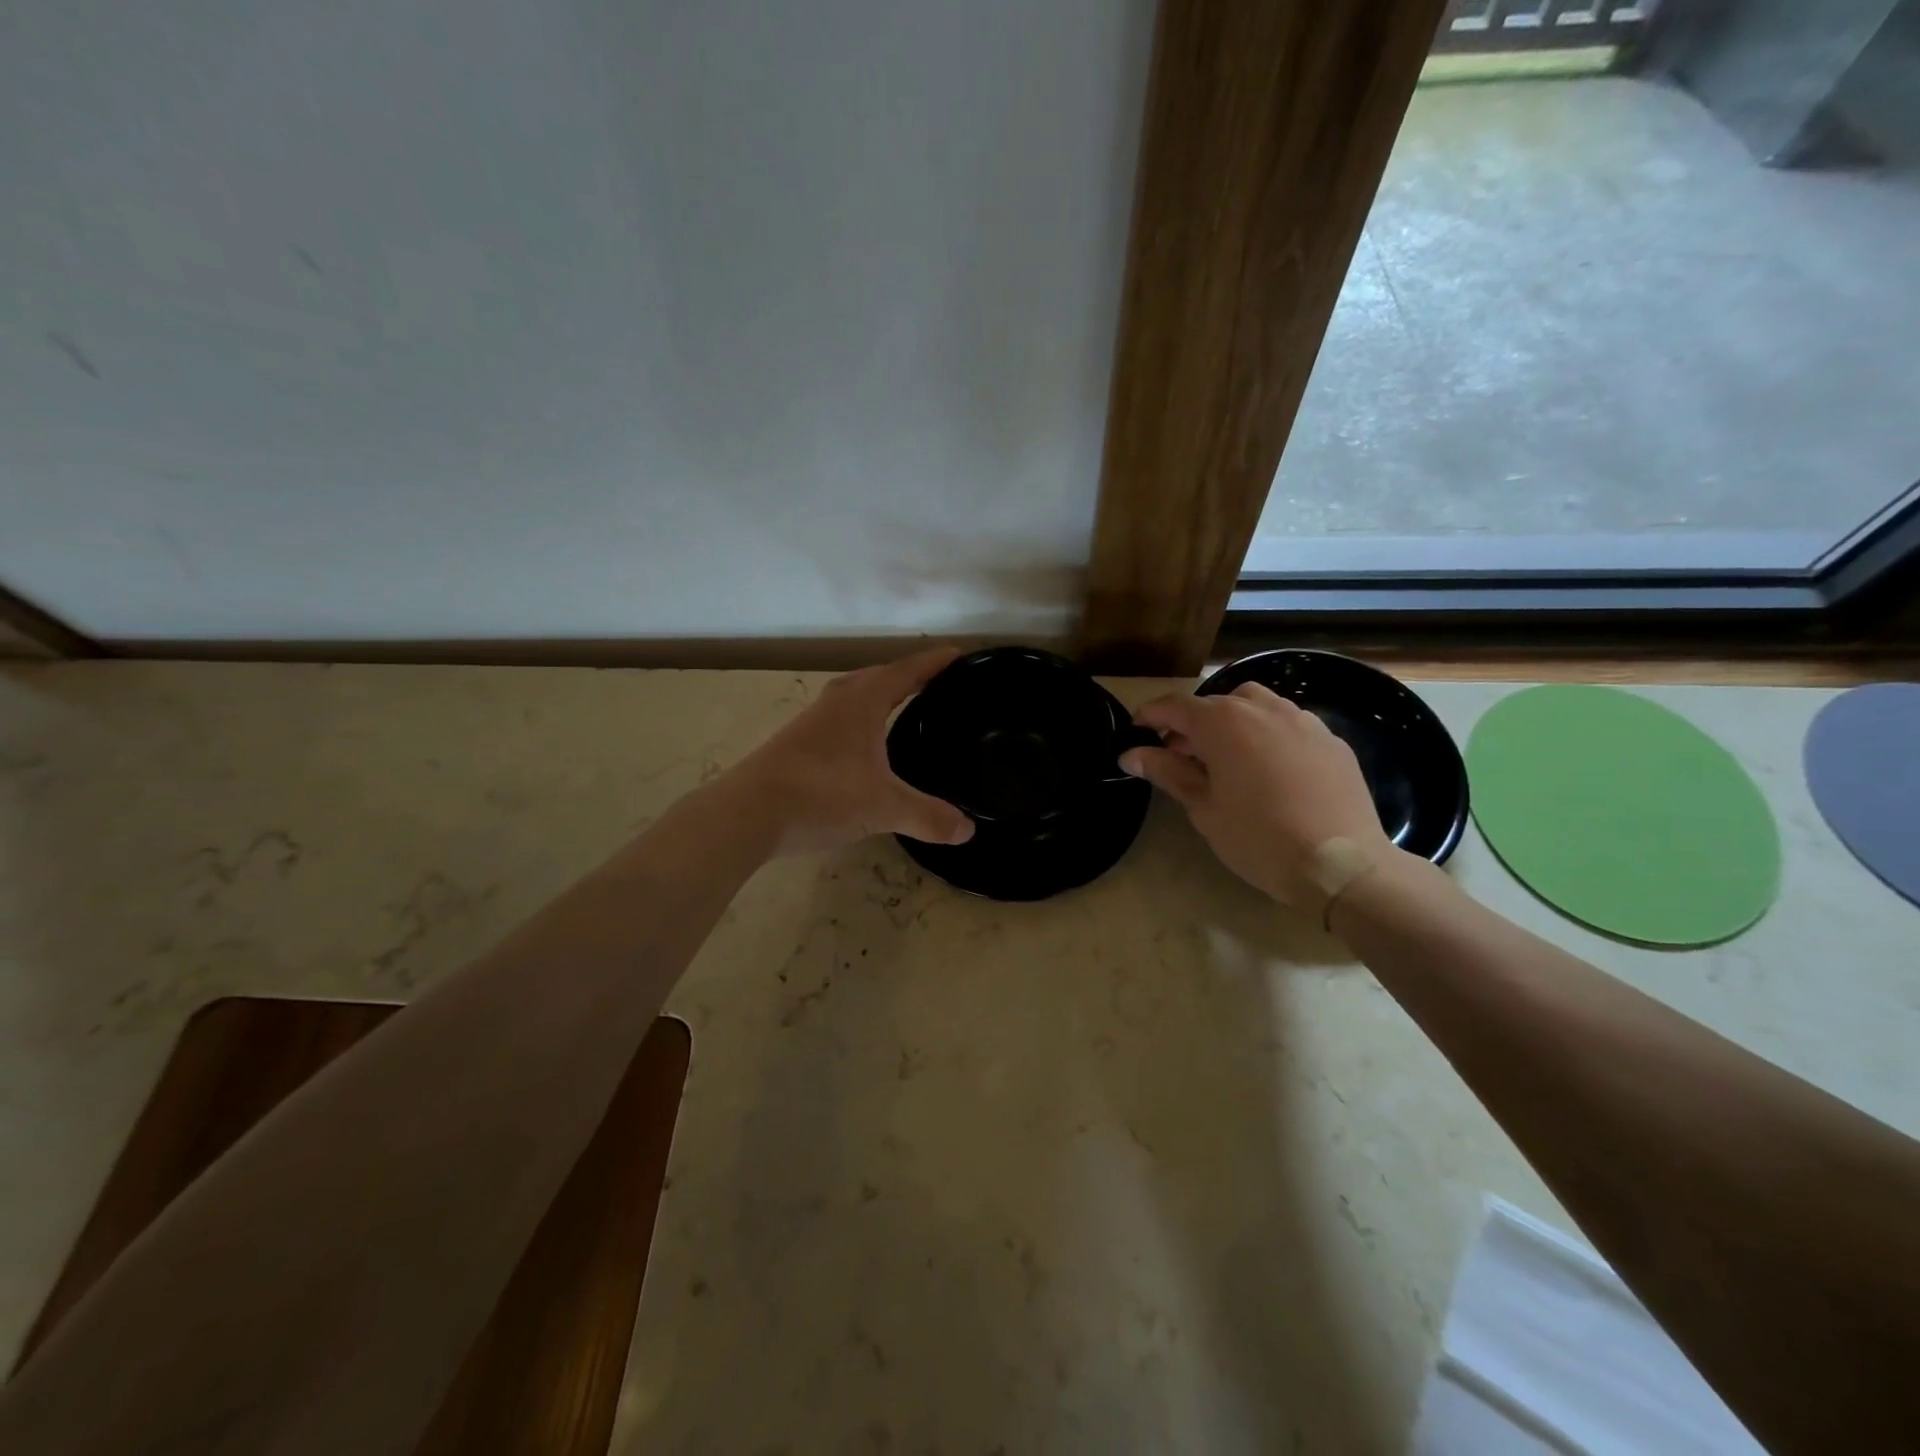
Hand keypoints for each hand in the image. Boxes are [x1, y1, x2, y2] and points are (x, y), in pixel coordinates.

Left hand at [721, 648, 975, 856]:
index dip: (936, 663)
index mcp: (863, 700)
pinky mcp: (798, 744)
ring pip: (857, 698)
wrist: (746, 814)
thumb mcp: (884, 807)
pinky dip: (864, 723)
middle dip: (910, 677)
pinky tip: (868, 749)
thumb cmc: (821, 795)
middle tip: (940, 686)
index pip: (908, 671)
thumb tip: (967, 830)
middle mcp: (838, 701)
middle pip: (881, 677)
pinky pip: (843, 720)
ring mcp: (814, 721)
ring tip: (908, 712)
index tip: (961, 656)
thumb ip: (928, 816)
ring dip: (882, 698)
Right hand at [1121, 683, 1395, 911]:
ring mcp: (1302, 720)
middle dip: (1191, 723)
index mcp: (1224, 723)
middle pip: (1215, 703)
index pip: (1175, 706)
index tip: (1135, 732)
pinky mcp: (1330, 739)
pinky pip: (1288, 724)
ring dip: (1232, 722)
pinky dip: (1267, 736)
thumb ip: (1167, 772)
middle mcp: (1262, 709)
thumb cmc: (1259, 838)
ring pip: (1255, 706)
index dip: (1150, 716)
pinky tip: (1268, 771)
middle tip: (1179, 756)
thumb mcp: (1203, 808)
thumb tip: (1131, 754)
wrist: (1341, 864)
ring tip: (1226, 758)